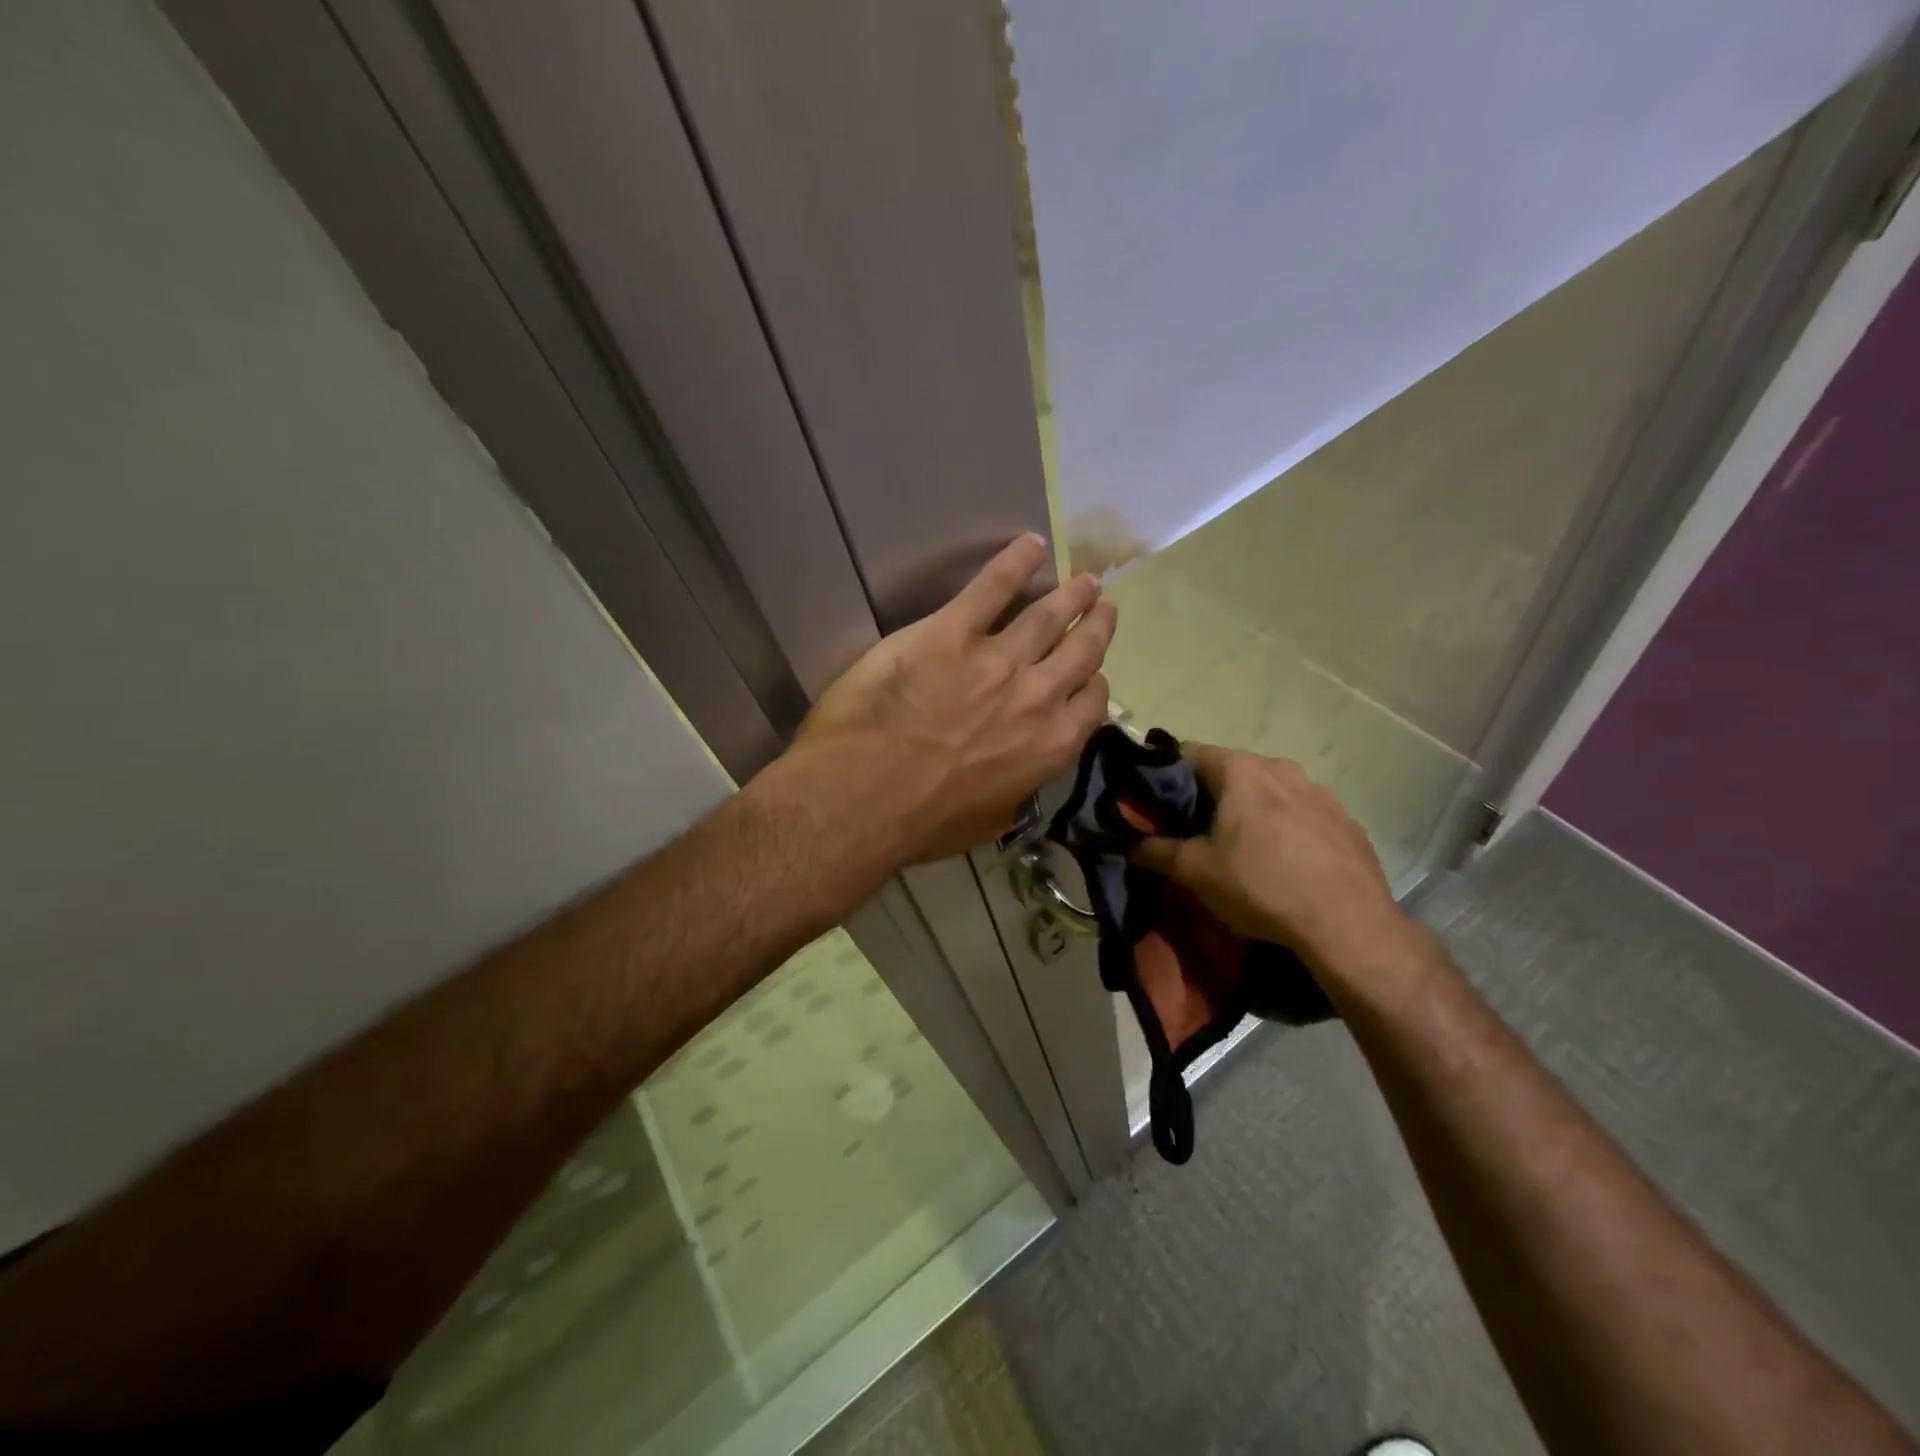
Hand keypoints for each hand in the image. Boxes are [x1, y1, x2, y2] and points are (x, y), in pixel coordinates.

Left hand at [786, 535, 1115, 865]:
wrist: (864, 796)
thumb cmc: (923, 822)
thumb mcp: (988, 822)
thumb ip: (1014, 792)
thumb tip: (1017, 780)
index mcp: (1049, 746)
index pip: (1092, 704)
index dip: (1094, 686)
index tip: (1091, 677)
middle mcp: (1037, 696)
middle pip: (1080, 652)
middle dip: (1097, 627)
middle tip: (1104, 607)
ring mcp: (997, 659)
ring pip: (1048, 616)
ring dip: (1071, 595)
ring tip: (1086, 580)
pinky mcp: (951, 633)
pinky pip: (990, 588)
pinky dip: (1013, 562)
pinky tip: (1030, 544)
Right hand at [1132, 744, 1426, 988]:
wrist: (1348, 926)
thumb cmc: (1261, 886)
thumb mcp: (1195, 871)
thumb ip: (1156, 850)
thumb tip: (1128, 843)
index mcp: (1241, 770)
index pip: (1187, 753)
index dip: (1164, 775)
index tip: (1154, 803)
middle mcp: (1281, 768)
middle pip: (1230, 771)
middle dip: (1208, 796)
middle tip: (1192, 830)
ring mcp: (1320, 792)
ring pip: (1269, 791)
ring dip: (1249, 811)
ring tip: (1240, 849)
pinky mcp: (1346, 821)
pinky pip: (1302, 814)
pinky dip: (1285, 828)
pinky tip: (1283, 863)